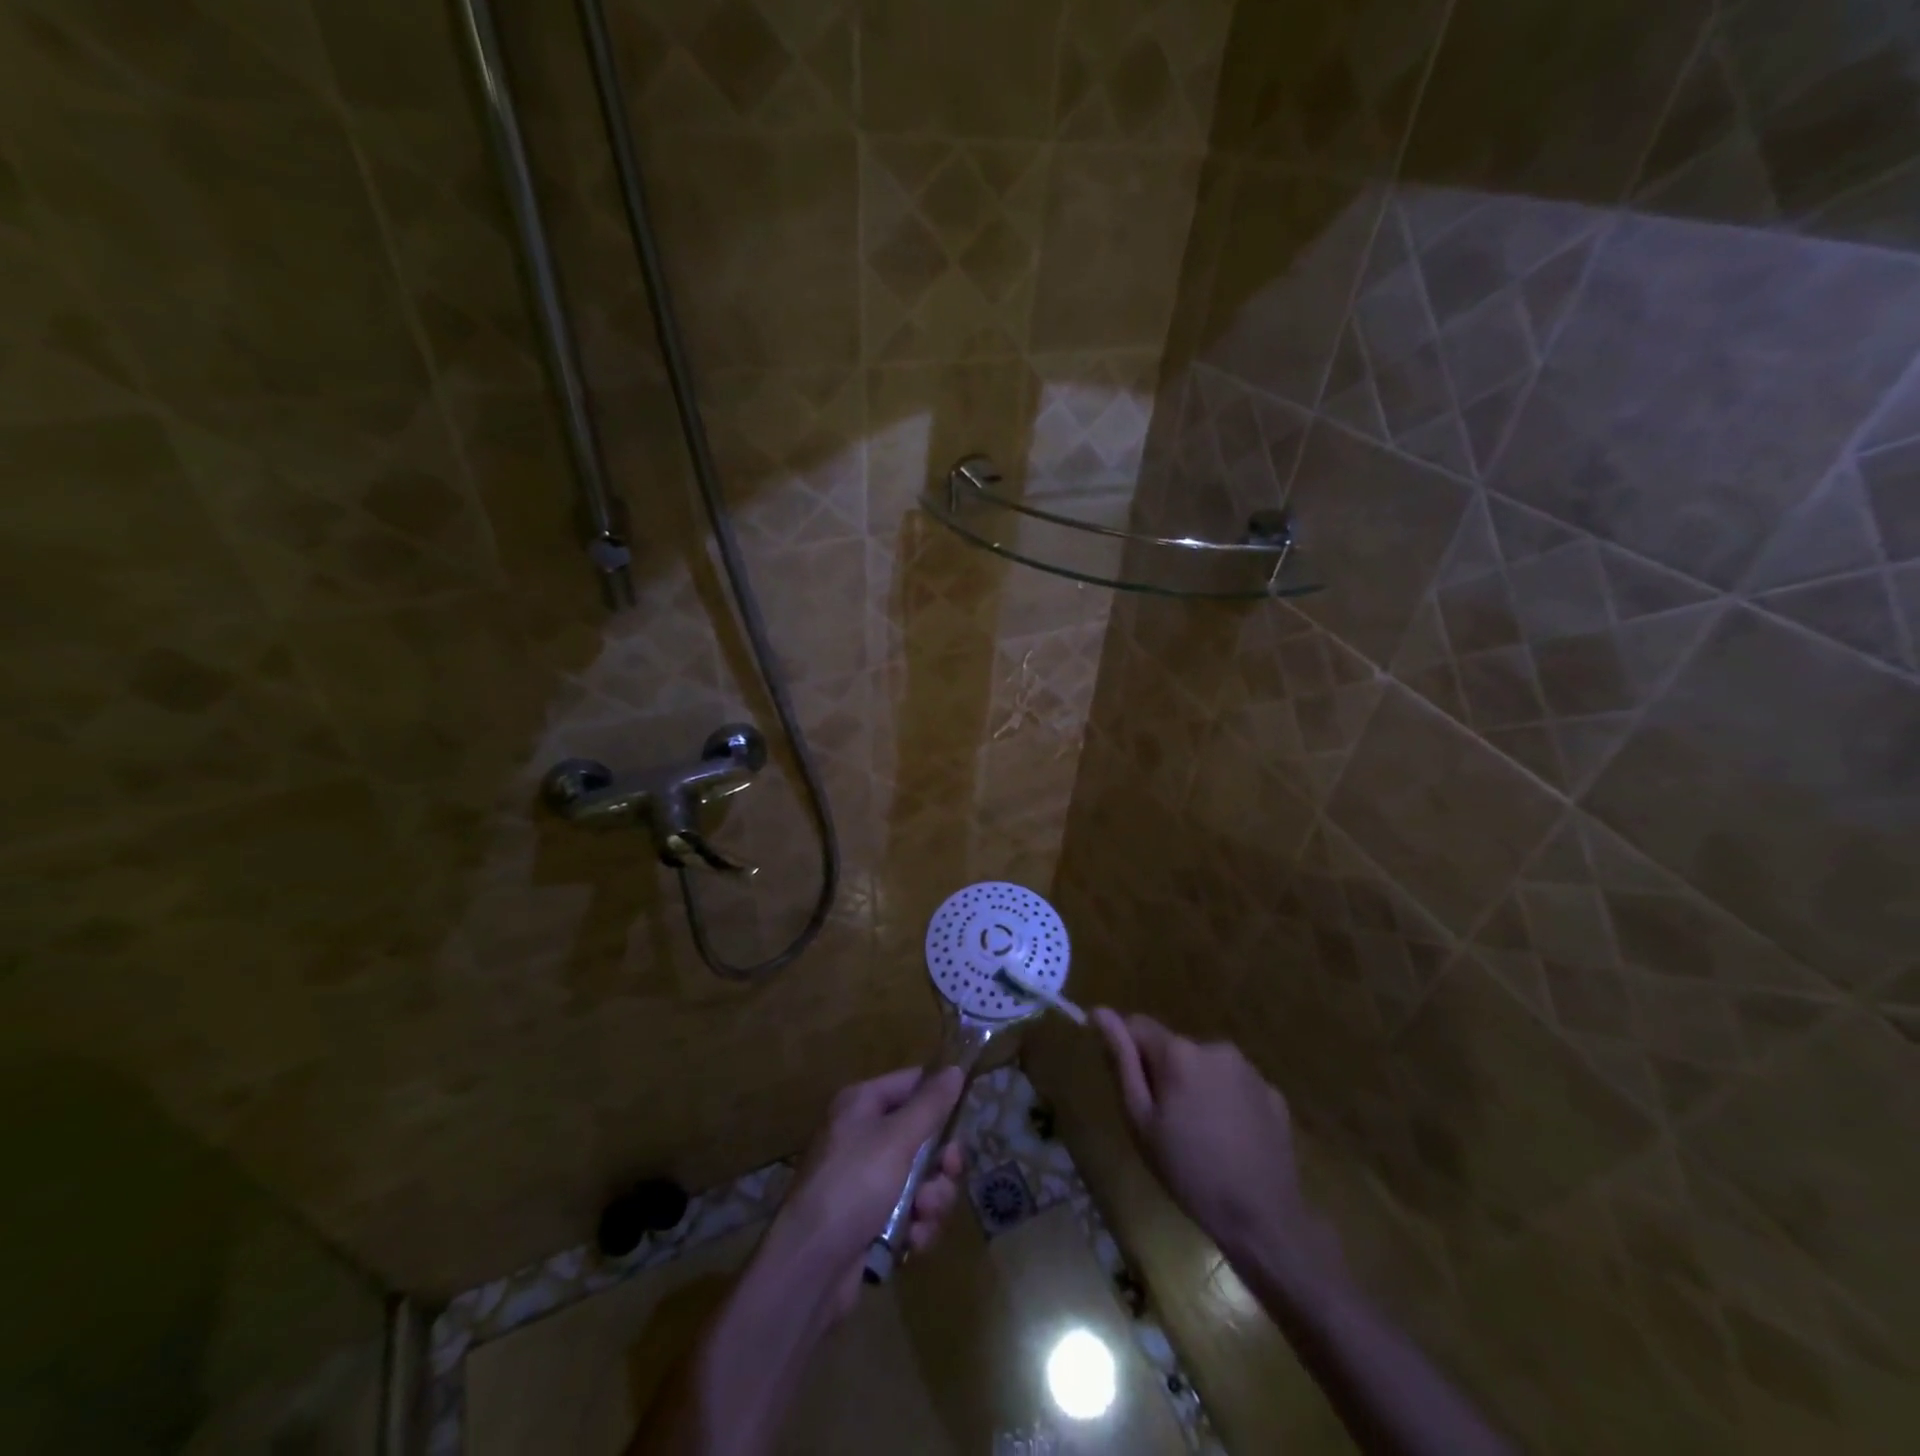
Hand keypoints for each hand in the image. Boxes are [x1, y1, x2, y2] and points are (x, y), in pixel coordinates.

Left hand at [757, 1066, 965, 1321]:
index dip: (939, 1097)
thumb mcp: (898, 1138)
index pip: (911, 1083)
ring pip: (921, 1178)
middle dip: (940, 1161)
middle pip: (922, 1135)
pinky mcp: (872, 1219)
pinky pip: (910, 1211)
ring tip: (922, 1215)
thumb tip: (954, 1068)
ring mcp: (867, 1180)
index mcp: (862, 1104)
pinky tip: (913, 1240)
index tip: (967, 1113)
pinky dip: (917, 1225)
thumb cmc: (854, 1185)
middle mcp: (863, 1136)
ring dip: (932, 1198)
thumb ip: (931, 1104)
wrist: (811, 1265)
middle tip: (948, 1172)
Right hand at [1092, 1009, 1335, 1274]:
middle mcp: (1215, 1047)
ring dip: (1196, 1086)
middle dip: (1165, 1074)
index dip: (1128, 1053)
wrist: (1262, 1219)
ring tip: (1201, 1136)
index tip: (1132, 1089)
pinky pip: (1236, 1085)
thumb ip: (1121, 1060)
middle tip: (1167, 1124)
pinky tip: (1231, 1140)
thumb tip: (1100, 1012)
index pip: (1138, 1026)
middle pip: (1174, 1048)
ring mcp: (1249, 1069)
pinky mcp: (1272, 1092)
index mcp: (1179, 1052)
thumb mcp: (1140, 1120)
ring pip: (1206, 1066)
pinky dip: (1227, 1103)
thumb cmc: (1188, 1171)